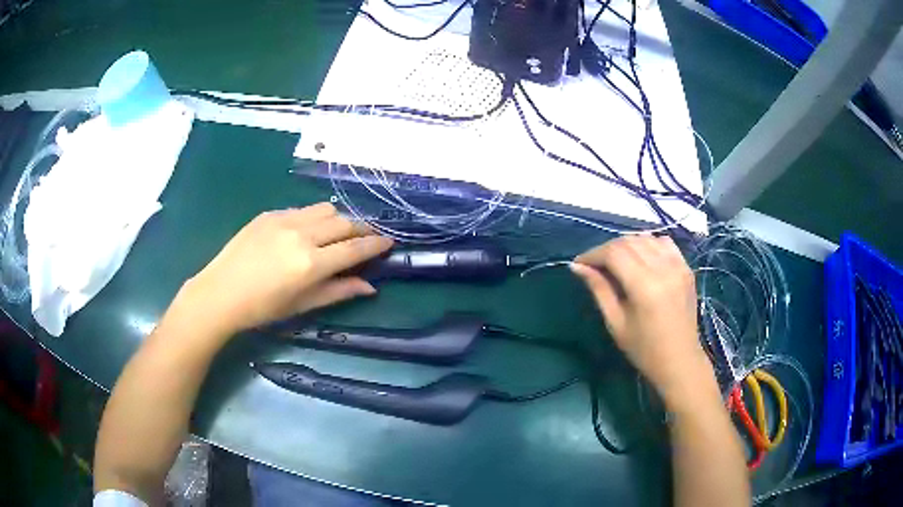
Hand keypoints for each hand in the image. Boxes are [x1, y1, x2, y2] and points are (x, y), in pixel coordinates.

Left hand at [173, 203, 392, 339]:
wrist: (220, 293)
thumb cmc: (262, 308)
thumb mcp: (302, 305)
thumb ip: (338, 292)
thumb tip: (370, 286)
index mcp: (311, 263)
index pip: (354, 248)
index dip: (376, 244)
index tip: (390, 241)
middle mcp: (302, 235)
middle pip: (344, 223)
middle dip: (361, 229)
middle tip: (367, 238)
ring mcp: (284, 220)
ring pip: (326, 209)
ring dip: (339, 220)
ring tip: (337, 233)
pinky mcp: (270, 214)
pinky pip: (303, 210)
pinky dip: (314, 218)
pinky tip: (307, 232)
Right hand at [571, 235, 713, 408]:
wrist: (680, 360)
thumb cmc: (644, 349)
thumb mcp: (616, 323)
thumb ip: (599, 289)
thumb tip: (578, 266)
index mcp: (644, 286)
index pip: (614, 253)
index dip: (593, 254)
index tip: (580, 263)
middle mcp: (663, 268)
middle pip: (629, 241)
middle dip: (607, 249)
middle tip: (595, 265)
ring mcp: (678, 265)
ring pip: (646, 237)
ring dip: (627, 244)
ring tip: (617, 261)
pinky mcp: (686, 267)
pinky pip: (664, 242)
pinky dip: (648, 244)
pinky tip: (641, 258)